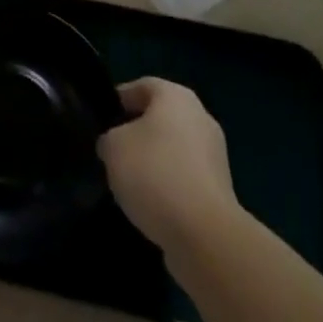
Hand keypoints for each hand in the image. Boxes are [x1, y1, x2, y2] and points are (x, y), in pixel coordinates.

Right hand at [98, 78, 240, 254]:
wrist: (204, 234)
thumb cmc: (155, 174)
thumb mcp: (113, 148)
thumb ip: (109, 138)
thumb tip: (114, 144)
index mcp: (176, 95)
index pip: (141, 86)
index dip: (118, 101)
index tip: (101, 123)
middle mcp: (200, 116)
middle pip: (160, 118)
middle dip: (137, 134)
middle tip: (114, 154)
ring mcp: (214, 154)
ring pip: (173, 149)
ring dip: (154, 163)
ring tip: (131, 186)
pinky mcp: (221, 190)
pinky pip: (186, 178)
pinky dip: (169, 188)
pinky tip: (153, 208)